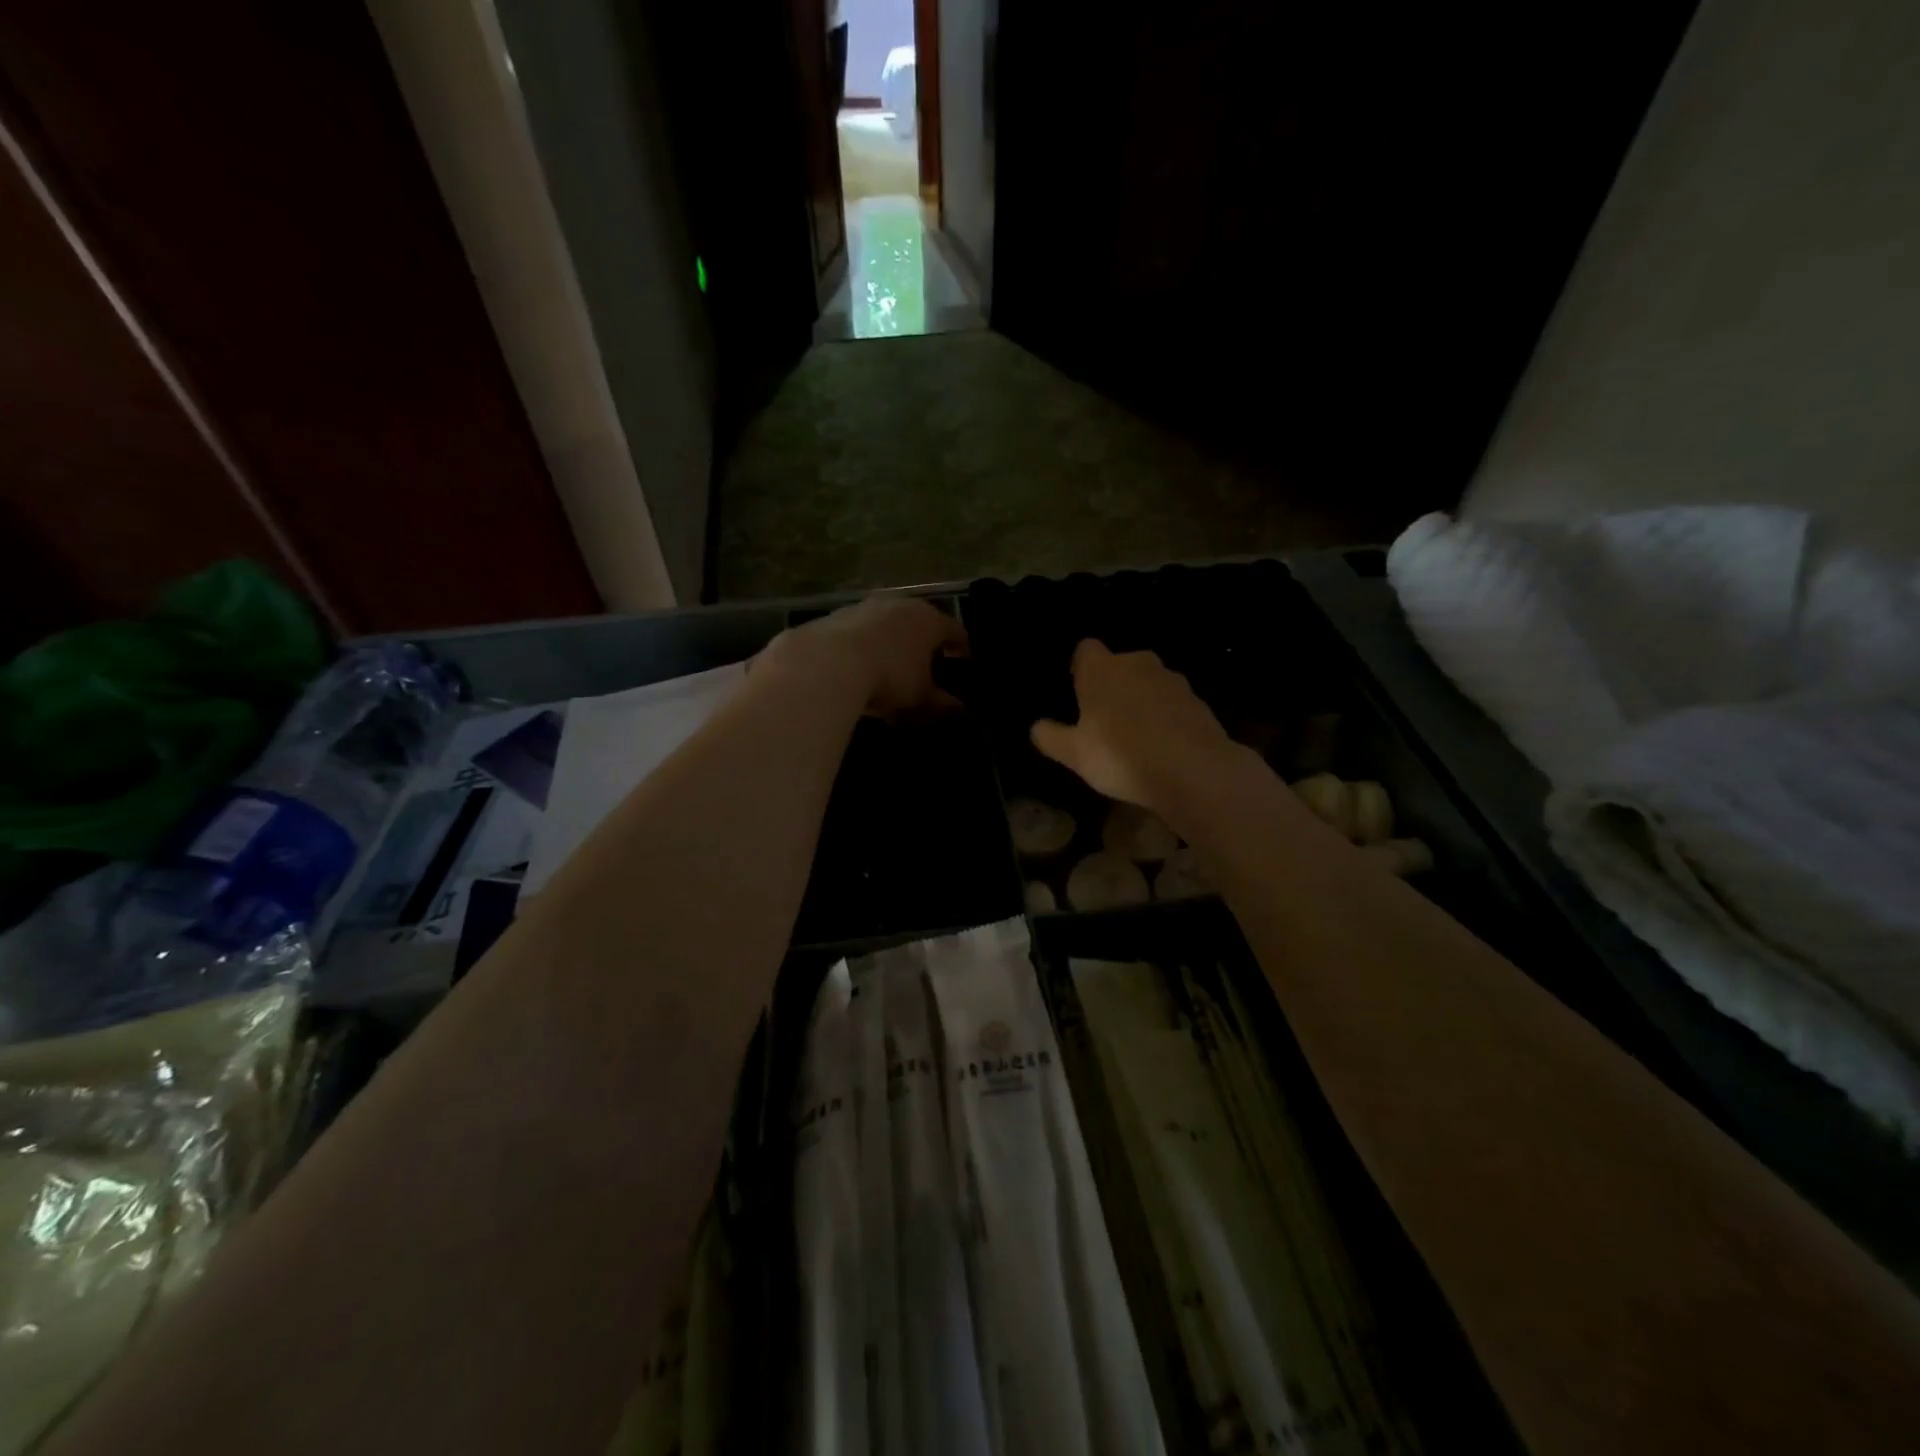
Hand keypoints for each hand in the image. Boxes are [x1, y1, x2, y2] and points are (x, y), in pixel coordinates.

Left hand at [763, 597, 967, 720]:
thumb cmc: (889, 676)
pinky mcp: (834, 617)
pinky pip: (857, 633)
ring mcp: (864, 607)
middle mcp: (899, 605)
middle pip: (918, 622)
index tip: (965, 660)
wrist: (826, 663)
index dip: (962, 646)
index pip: (954, 630)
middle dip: (923, 642)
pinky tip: (857, 668)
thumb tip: (959, 708)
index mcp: (928, 620)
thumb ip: (941, 702)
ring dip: (890, 642)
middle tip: (927, 664)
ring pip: (885, 625)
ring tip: (889, 667)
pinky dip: (863, 647)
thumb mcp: (920, 697)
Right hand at [1031, 640, 1243, 814]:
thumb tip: (1037, 726)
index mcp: (1102, 669)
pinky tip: (1163, 748)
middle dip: (1112, 685)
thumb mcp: (1074, 754)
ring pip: (1149, 684)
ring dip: (1141, 701)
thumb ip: (1051, 737)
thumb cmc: (1121, 756)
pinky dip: (1166, 718)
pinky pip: (1173, 704)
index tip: (1077, 691)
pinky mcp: (1199, 702)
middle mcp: (1138, 664)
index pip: (1085, 649)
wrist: (1194, 772)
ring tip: (1135, 738)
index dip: (1080, 667)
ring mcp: (1173, 681)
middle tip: (1103, 720)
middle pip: (1120, 665)